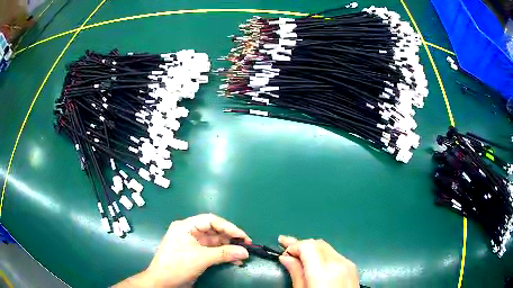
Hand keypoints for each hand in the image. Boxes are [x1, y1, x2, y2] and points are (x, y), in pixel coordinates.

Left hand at [115, 214, 251, 287]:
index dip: (228, 226)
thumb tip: (245, 251)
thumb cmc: (176, 266)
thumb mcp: (200, 258)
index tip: (243, 236)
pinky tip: (235, 261)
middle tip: (247, 245)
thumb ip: (223, 254)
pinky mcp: (195, 254)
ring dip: (229, 248)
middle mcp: (189, 232)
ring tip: (243, 254)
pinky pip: (213, 251)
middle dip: (230, 238)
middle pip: (214, 231)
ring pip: (215, 242)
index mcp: (185, 227)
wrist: (162, 283)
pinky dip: (223, 255)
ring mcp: (192, 244)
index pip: (210, 220)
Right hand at [278, 235, 358, 287]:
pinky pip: (335, 255)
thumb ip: (296, 273)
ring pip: (327, 247)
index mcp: (324, 271)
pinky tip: (314, 261)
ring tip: (297, 252)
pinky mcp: (352, 268)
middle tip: (285, 246)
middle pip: (318, 244)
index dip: (293, 245)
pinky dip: (322, 255)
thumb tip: (285, 258)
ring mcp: (348, 264)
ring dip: (311, 249)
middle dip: (301, 244)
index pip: (308, 246)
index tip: (282, 251)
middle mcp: (338, 263)